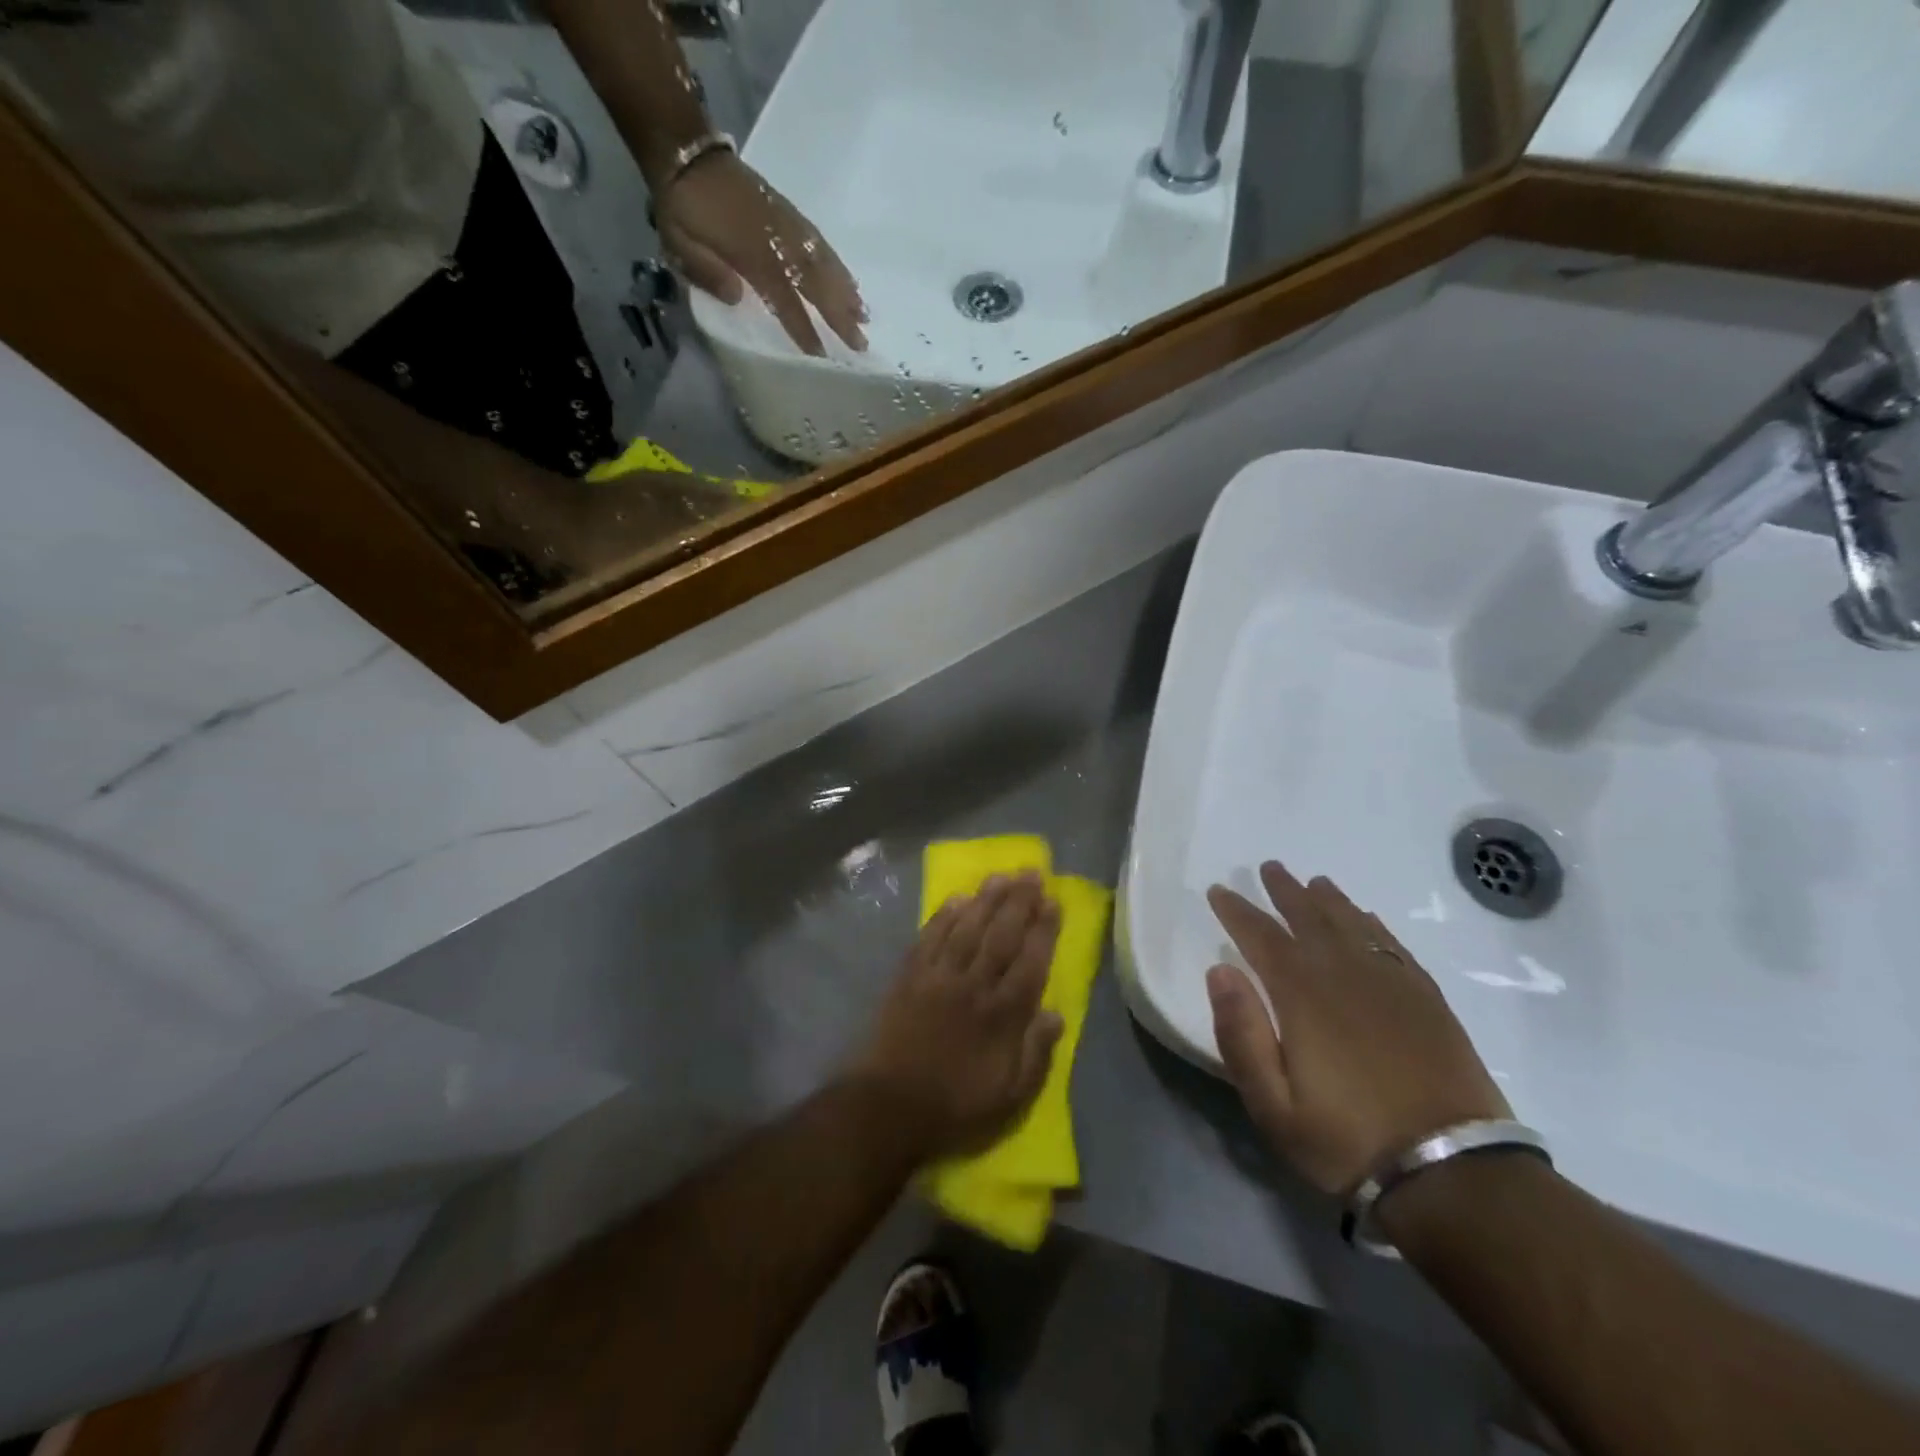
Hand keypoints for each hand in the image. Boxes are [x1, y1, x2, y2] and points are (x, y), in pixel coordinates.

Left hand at [656, 151, 866, 356]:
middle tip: (861, 343)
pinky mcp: (788, 212)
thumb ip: (707, 272)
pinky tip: (850, 281)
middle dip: (840, 315)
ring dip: (846, 292)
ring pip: (824, 263)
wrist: (685, 150)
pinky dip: (838, 264)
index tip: (821, 355)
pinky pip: (819, 242)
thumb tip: (738, 298)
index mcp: (750, 255)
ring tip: (865, 316)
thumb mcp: (679, 243)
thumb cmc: (682, 207)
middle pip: (815, 284)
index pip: (784, 300)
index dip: (803, 328)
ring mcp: (786, 224)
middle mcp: (776, 241)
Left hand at [848, 873, 1063, 1160]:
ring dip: (985, 900)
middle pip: (1001, 935)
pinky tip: (956, 899)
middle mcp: (974, 986)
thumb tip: (1056, 1014)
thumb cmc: (955, 1106)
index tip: (1053, 901)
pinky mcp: (909, 977)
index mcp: (1002, 1015)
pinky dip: (943, 916)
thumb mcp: (1010, 1097)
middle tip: (1031, 872)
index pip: (1030, 962)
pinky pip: (929, 938)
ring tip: (1001, 876)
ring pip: (967, 928)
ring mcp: (938, 977)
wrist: (888, 1107)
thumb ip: (1036, 1054)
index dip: (1044, 930)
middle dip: (1019, 902)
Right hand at [1206, 861, 1509, 1195]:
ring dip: (1328, 899)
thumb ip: (1241, 1035)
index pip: (1260, 937)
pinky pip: (1392, 946)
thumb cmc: (1347, 1141)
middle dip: (1284, 892)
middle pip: (1309, 918)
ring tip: (1314, 882)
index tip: (1219, 890)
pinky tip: (1366, 918)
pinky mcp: (1427, 1000)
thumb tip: (1220, 969)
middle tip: (1269, 868)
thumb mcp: (1273, 1105)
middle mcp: (1344, 975)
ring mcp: (1391, 984)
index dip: (1237, 911)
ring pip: (1352, 924)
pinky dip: (1373, 925)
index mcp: (1302, 995)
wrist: (1453, 1174)